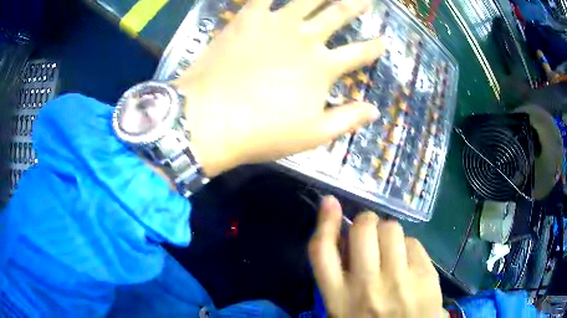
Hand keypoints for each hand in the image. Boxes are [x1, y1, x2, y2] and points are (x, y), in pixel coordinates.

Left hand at [172, 0, 383, 176]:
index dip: (374, 47)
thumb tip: (376, 111)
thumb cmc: (262, 132)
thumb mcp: (312, 135)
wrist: (209, 119)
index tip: (384, 40)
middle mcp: (305, 38)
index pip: (359, 53)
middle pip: (338, 14)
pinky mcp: (247, 18)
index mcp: (322, 67)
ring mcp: (275, 24)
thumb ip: (347, 120)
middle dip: (355, 5)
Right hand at [308, 196, 443, 316]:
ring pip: (391, 228)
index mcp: (339, 298)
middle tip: (370, 232)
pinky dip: (408, 247)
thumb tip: (344, 237)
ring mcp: (399, 280)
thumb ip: (339, 278)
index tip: (330, 203)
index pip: (322, 251)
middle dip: (366, 222)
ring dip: (388, 233)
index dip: (325, 222)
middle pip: (362, 229)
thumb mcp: (343, 310)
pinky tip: (409, 263)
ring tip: (391, 250)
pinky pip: (413, 242)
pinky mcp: (425, 275)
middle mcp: (366, 286)